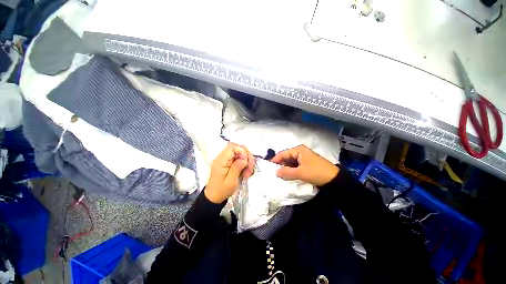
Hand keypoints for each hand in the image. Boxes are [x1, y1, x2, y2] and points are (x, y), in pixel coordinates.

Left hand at [205, 143, 254, 203]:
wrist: (214, 197)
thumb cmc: (221, 191)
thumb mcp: (231, 182)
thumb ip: (236, 168)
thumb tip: (244, 159)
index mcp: (220, 161)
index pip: (232, 147)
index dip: (242, 151)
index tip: (246, 162)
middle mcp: (222, 158)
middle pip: (238, 149)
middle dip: (247, 157)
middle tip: (249, 169)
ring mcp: (226, 160)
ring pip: (240, 153)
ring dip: (247, 162)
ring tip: (248, 173)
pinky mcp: (229, 163)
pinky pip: (239, 159)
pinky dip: (245, 164)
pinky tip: (246, 172)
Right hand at [271, 145, 338, 185]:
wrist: (334, 179)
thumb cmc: (316, 172)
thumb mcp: (300, 173)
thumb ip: (287, 172)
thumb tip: (276, 172)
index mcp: (298, 150)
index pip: (283, 153)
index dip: (275, 160)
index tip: (269, 167)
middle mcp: (300, 152)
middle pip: (286, 157)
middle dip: (280, 165)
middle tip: (274, 173)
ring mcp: (303, 158)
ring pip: (290, 162)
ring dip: (285, 168)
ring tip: (279, 175)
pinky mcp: (306, 164)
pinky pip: (295, 166)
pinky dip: (291, 170)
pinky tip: (287, 176)